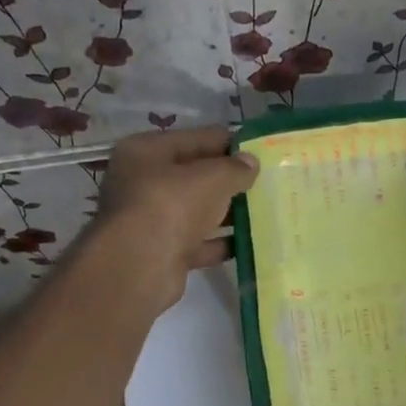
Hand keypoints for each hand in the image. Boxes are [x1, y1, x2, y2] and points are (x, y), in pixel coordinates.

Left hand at [93, 126, 258, 309]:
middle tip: (265, 181)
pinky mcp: (162, 252)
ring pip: (196, 211)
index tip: (259, 150)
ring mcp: (150, 220)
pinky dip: (219, 242)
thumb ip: (235, 168)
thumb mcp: (211, 178)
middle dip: (227, 180)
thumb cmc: (171, 206)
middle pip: (193, 176)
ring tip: (263, 210)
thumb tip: (251, 162)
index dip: (228, 143)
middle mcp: (142, 183)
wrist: (140, 267)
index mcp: (145, 152)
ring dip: (226, 212)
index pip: (194, 139)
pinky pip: (197, 242)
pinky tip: (247, 241)